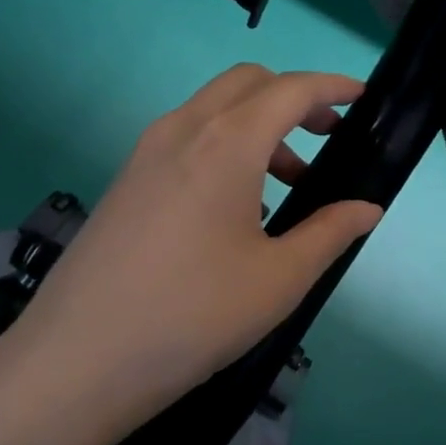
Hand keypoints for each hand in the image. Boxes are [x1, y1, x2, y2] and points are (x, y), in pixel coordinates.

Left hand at [0, 66, 381, 430]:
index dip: (333, 86)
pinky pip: (187, 138)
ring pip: (214, 109)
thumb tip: (367, 208)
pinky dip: (224, 145)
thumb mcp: (279, 279)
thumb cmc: (194, 315)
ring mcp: (147, 152)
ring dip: (258, 124)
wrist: (78, 361)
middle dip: (294, 97)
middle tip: (327, 136)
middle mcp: (183, 129)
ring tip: (288, 183)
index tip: (363, 97)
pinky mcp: (127, 178)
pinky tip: (236, 207)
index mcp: (226, 142)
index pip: (291, 90)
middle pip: (248, 83)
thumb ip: (330, 232)